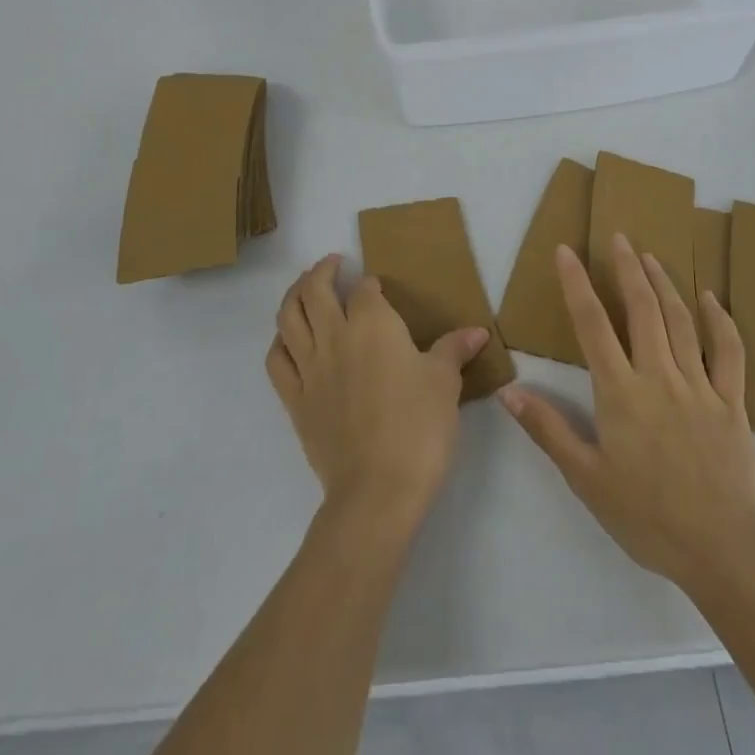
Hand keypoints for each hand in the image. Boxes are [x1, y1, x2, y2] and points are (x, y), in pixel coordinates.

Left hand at [266, 255, 488, 529]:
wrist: (378, 489)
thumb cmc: (418, 427)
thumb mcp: (445, 382)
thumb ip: (455, 349)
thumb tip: (478, 331)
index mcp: (372, 324)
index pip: (365, 289)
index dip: (371, 284)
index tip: (377, 287)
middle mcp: (334, 336)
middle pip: (315, 290)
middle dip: (322, 271)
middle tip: (332, 264)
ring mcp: (309, 368)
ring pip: (289, 317)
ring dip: (293, 294)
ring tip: (303, 287)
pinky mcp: (295, 400)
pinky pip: (276, 360)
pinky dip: (279, 341)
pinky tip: (287, 339)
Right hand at [498, 235, 754, 592]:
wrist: (722, 549)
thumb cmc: (647, 516)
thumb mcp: (586, 479)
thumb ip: (549, 431)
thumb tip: (509, 392)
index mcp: (620, 392)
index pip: (592, 325)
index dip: (576, 284)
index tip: (566, 251)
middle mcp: (658, 376)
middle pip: (641, 309)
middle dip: (626, 268)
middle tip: (618, 236)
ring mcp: (699, 385)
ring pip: (680, 320)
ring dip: (663, 283)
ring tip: (650, 256)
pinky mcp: (732, 402)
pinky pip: (728, 351)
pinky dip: (719, 319)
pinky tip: (709, 297)